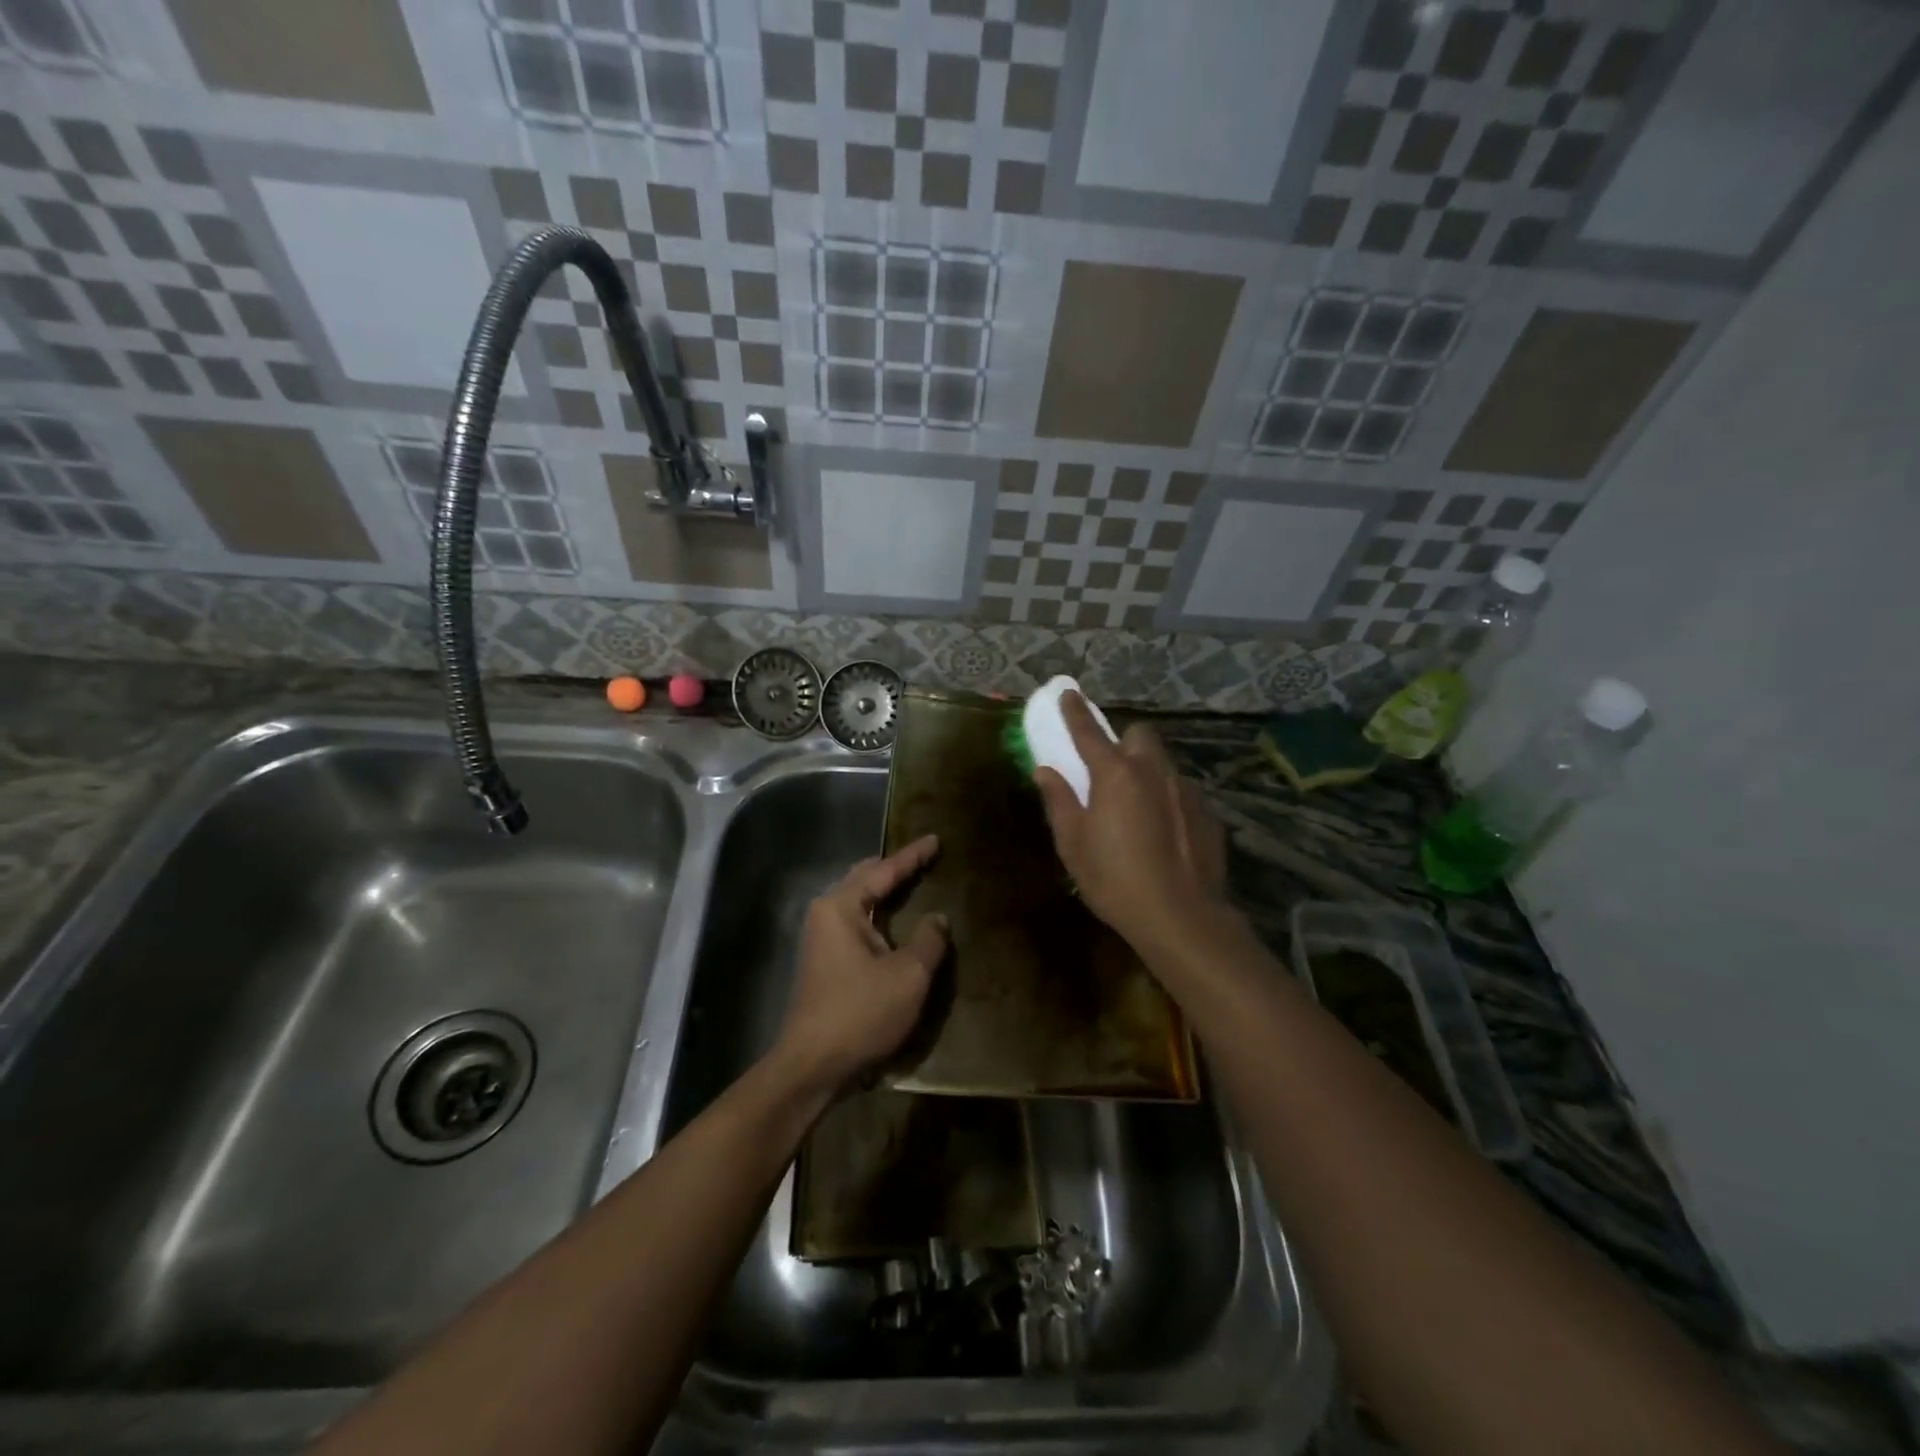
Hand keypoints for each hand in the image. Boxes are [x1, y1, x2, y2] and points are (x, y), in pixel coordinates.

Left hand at [772, 835, 948, 1095]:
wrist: (813, 1065)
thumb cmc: (861, 1013)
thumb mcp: (908, 975)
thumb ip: (929, 940)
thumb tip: (937, 918)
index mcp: (841, 907)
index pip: (883, 870)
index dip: (913, 856)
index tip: (935, 839)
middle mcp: (826, 913)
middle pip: (865, 878)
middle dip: (895, 867)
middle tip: (926, 858)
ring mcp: (822, 937)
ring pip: (859, 899)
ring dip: (885, 890)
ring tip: (914, 880)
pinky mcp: (826, 959)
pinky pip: (857, 921)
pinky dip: (879, 912)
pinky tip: (897, 918)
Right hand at [1034, 694, 1227, 954]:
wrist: (1181, 917)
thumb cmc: (1114, 879)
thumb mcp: (1073, 844)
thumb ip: (1059, 801)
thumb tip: (1046, 771)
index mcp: (1115, 774)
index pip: (1089, 731)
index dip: (1075, 711)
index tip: (1068, 693)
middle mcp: (1154, 772)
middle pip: (1140, 736)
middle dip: (1124, 741)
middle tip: (1110, 767)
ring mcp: (1186, 791)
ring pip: (1164, 764)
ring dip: (1147, 771)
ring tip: (1137, 806)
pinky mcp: (1208, 815)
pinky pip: (1182, 794)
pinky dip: (1168, 801)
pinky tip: (1163, 833)